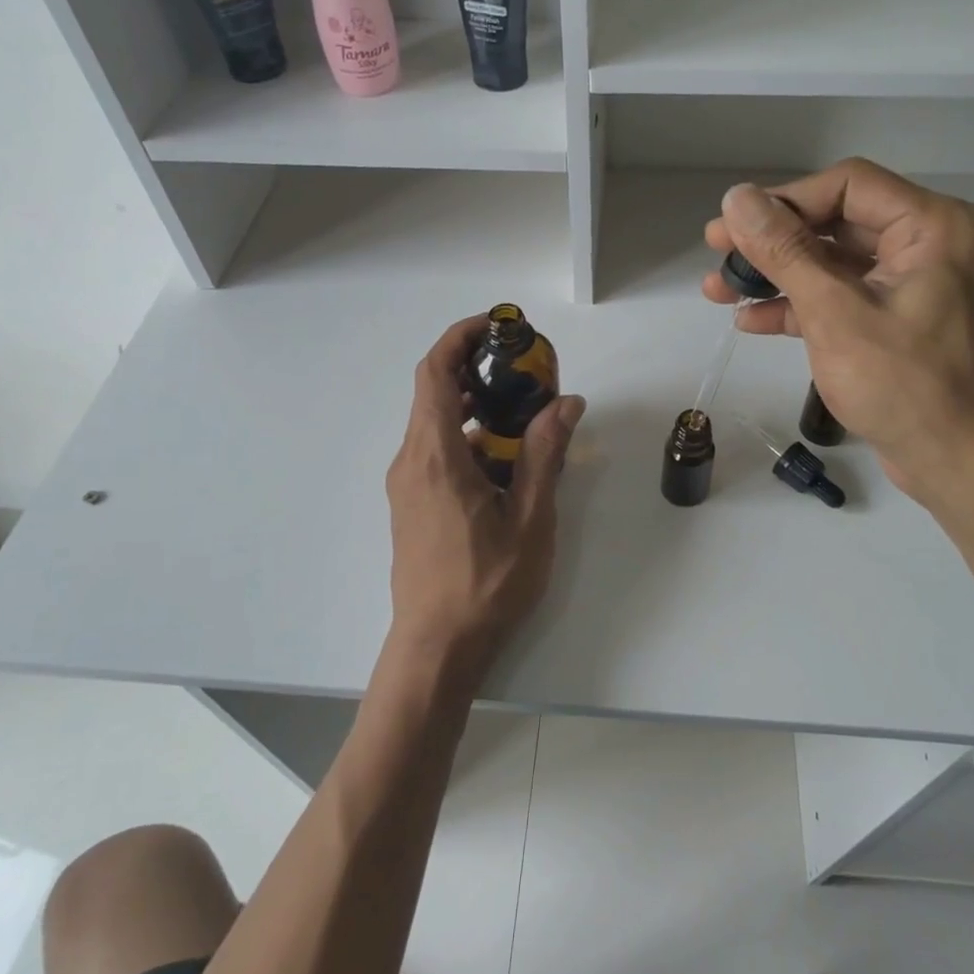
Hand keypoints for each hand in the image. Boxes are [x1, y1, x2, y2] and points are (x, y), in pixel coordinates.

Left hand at [384, 316, 586, 688]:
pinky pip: (436, 451)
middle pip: (435, 392)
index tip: (497, 326)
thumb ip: (545, 454)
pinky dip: (468, 439)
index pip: (435, 372)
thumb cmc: (486, 584)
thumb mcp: (529, 517)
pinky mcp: (411, 503)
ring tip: (524, 413)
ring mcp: (407, 484)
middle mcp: (411, 460)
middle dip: (477, 370)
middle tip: (525, 369)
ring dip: (476, 408)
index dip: (460, 338)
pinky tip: (505, 462)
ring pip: (437, 424)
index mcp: (435, 455)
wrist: (437, 647)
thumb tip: (567, 403)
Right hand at [702, 158, 973, 511]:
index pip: (847, 186)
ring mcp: (914, 285)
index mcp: (934, 226)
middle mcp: (930, 244)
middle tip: (715, 252)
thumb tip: (736, 198)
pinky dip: (799, 306)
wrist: (959, 464)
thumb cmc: (904, 385)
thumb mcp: (835, 312)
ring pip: (833, 263)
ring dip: (777, 276)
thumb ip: (785, 251)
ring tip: (718, 290)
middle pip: (837, 223)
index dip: (783, 201)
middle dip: (772, 242)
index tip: (730, 227)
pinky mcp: (899, 320)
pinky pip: (843, 297)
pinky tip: (750, 319)